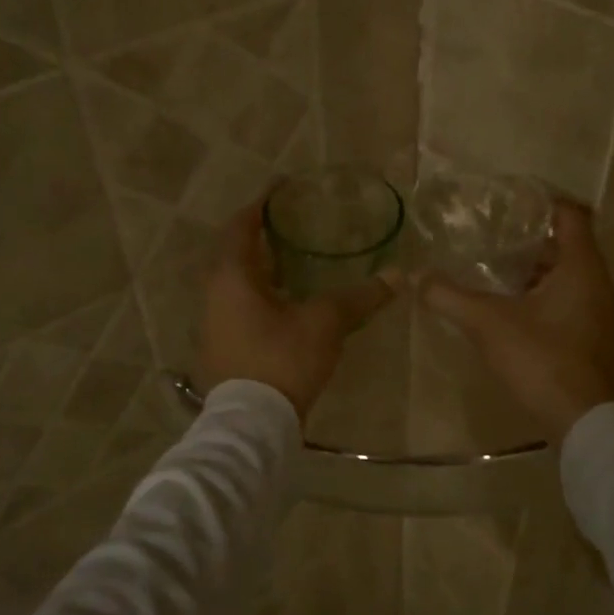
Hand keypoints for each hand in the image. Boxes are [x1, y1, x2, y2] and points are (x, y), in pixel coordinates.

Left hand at [196, 203, 395, 421]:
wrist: (252, 424)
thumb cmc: (282, 359)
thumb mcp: (325, 323)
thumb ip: (360, 297)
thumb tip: (399, 275)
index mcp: (232, 276)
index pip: (240, 226)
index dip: (260, 205)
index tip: (282, 190)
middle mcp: (214, 294)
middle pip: (236, 252)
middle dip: (262, 236)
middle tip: (293, 225)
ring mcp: (214, 322)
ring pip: (237, 282)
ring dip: (262, 268)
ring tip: (295, 261)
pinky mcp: (222, 346)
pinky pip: (239, 305)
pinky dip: (260, 294)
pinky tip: (288, 304)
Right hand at [418, 200, 613, 441]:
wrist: (582, 420)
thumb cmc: (540, 359)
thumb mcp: (487, 323)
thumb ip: (449, 296)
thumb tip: (416, 276)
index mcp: (583, 268)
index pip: (571, 215)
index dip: (543, 202)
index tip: (512, 200)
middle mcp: (599, 284)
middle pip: (568, 246)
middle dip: (530, 240)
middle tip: (493, 236)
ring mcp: (601, 314)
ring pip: (568, 277)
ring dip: (536, 271)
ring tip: (495, 270)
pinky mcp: (595, 338)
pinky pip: (570, 301)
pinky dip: (544, 296)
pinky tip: (512, 309)